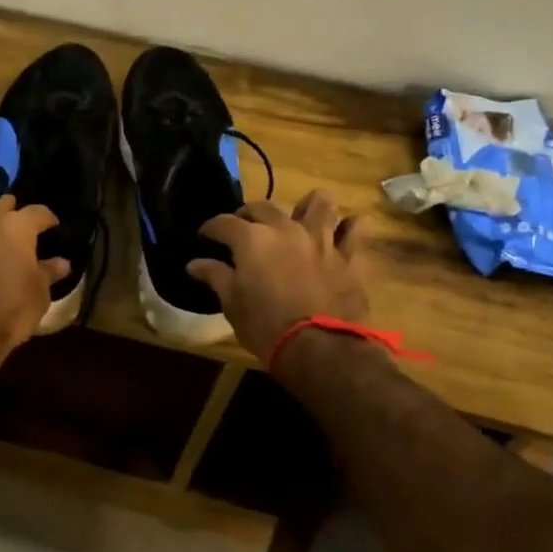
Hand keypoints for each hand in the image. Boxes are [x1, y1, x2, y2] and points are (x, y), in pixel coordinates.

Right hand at [189, 190, 370, 360]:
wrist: (320, 349)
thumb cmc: (266, 327)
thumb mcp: (232, 304)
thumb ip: (215, 276)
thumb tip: (194, 264)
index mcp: (252, 239)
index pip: (223, 223)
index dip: (210, 228)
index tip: (204, 237)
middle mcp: (285, 229)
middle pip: (263, 206)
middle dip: (248, 215)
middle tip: (243, 230)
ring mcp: (321, 239)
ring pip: (320, 202)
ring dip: (308, 207)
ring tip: (300, 219)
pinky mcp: (349, 256)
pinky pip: (358, 228)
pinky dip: (350, 227)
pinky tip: (342, 234)